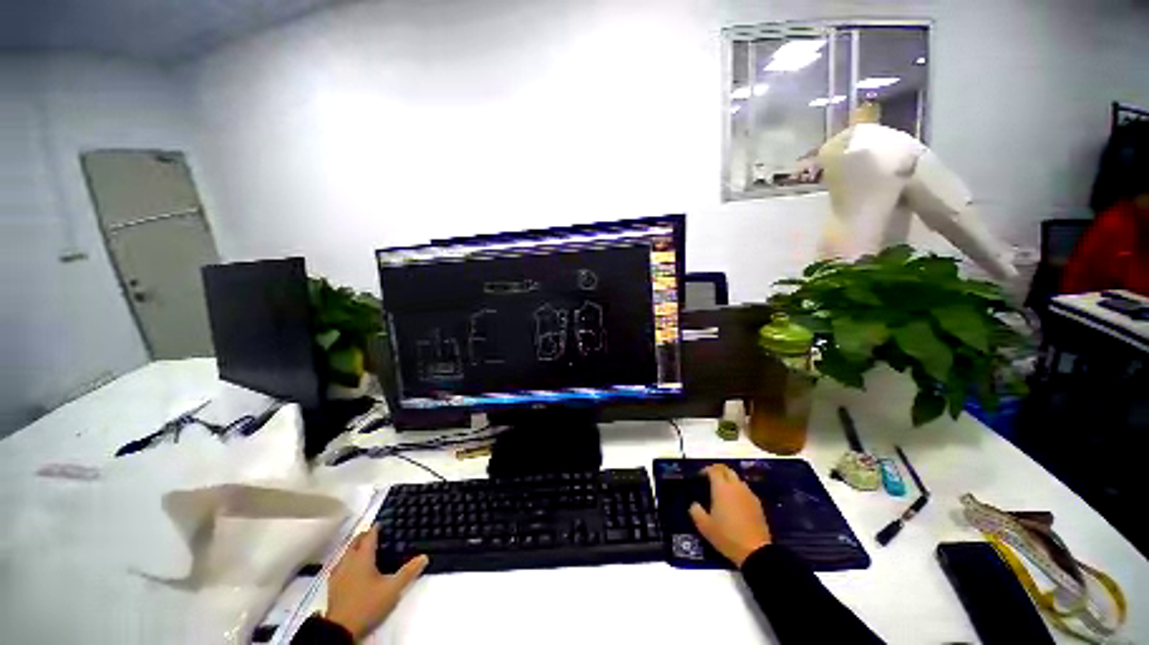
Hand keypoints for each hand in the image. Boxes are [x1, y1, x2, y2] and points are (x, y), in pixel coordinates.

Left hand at [325, 525, 428, 639]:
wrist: (340, 630)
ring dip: (356, 547)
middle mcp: (348, 561)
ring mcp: (338, 573)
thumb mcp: (392, 589)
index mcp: (362, 557)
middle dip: (365, 535)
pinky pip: (341, 564)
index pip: (370, 535)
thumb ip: (408, 572)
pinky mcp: (332, 585)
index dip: (378, 527)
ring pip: (346, 552)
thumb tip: (424, 557)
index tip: (385, 523)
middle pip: (355, 541)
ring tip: (367, 550)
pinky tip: (354, 569)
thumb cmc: (367, 604)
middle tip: (377, 535)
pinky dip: (349, 560)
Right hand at [689, 464, 772, 567]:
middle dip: (718, 470)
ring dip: (729, 480)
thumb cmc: (726, 536)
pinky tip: (735, 503)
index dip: (705, 470)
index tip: (700, 477)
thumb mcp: (704, 526)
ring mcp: (748, 494)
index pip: (713, 470)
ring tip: (723, 491)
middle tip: (711, 479)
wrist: (755, 552)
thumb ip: (695, 511)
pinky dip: (738, 491)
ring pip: (737, 479)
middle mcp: (735, 486)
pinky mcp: (758, 504)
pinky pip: (745, 490)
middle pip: (727, 470)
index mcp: (721, 487)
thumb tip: (694, 504)